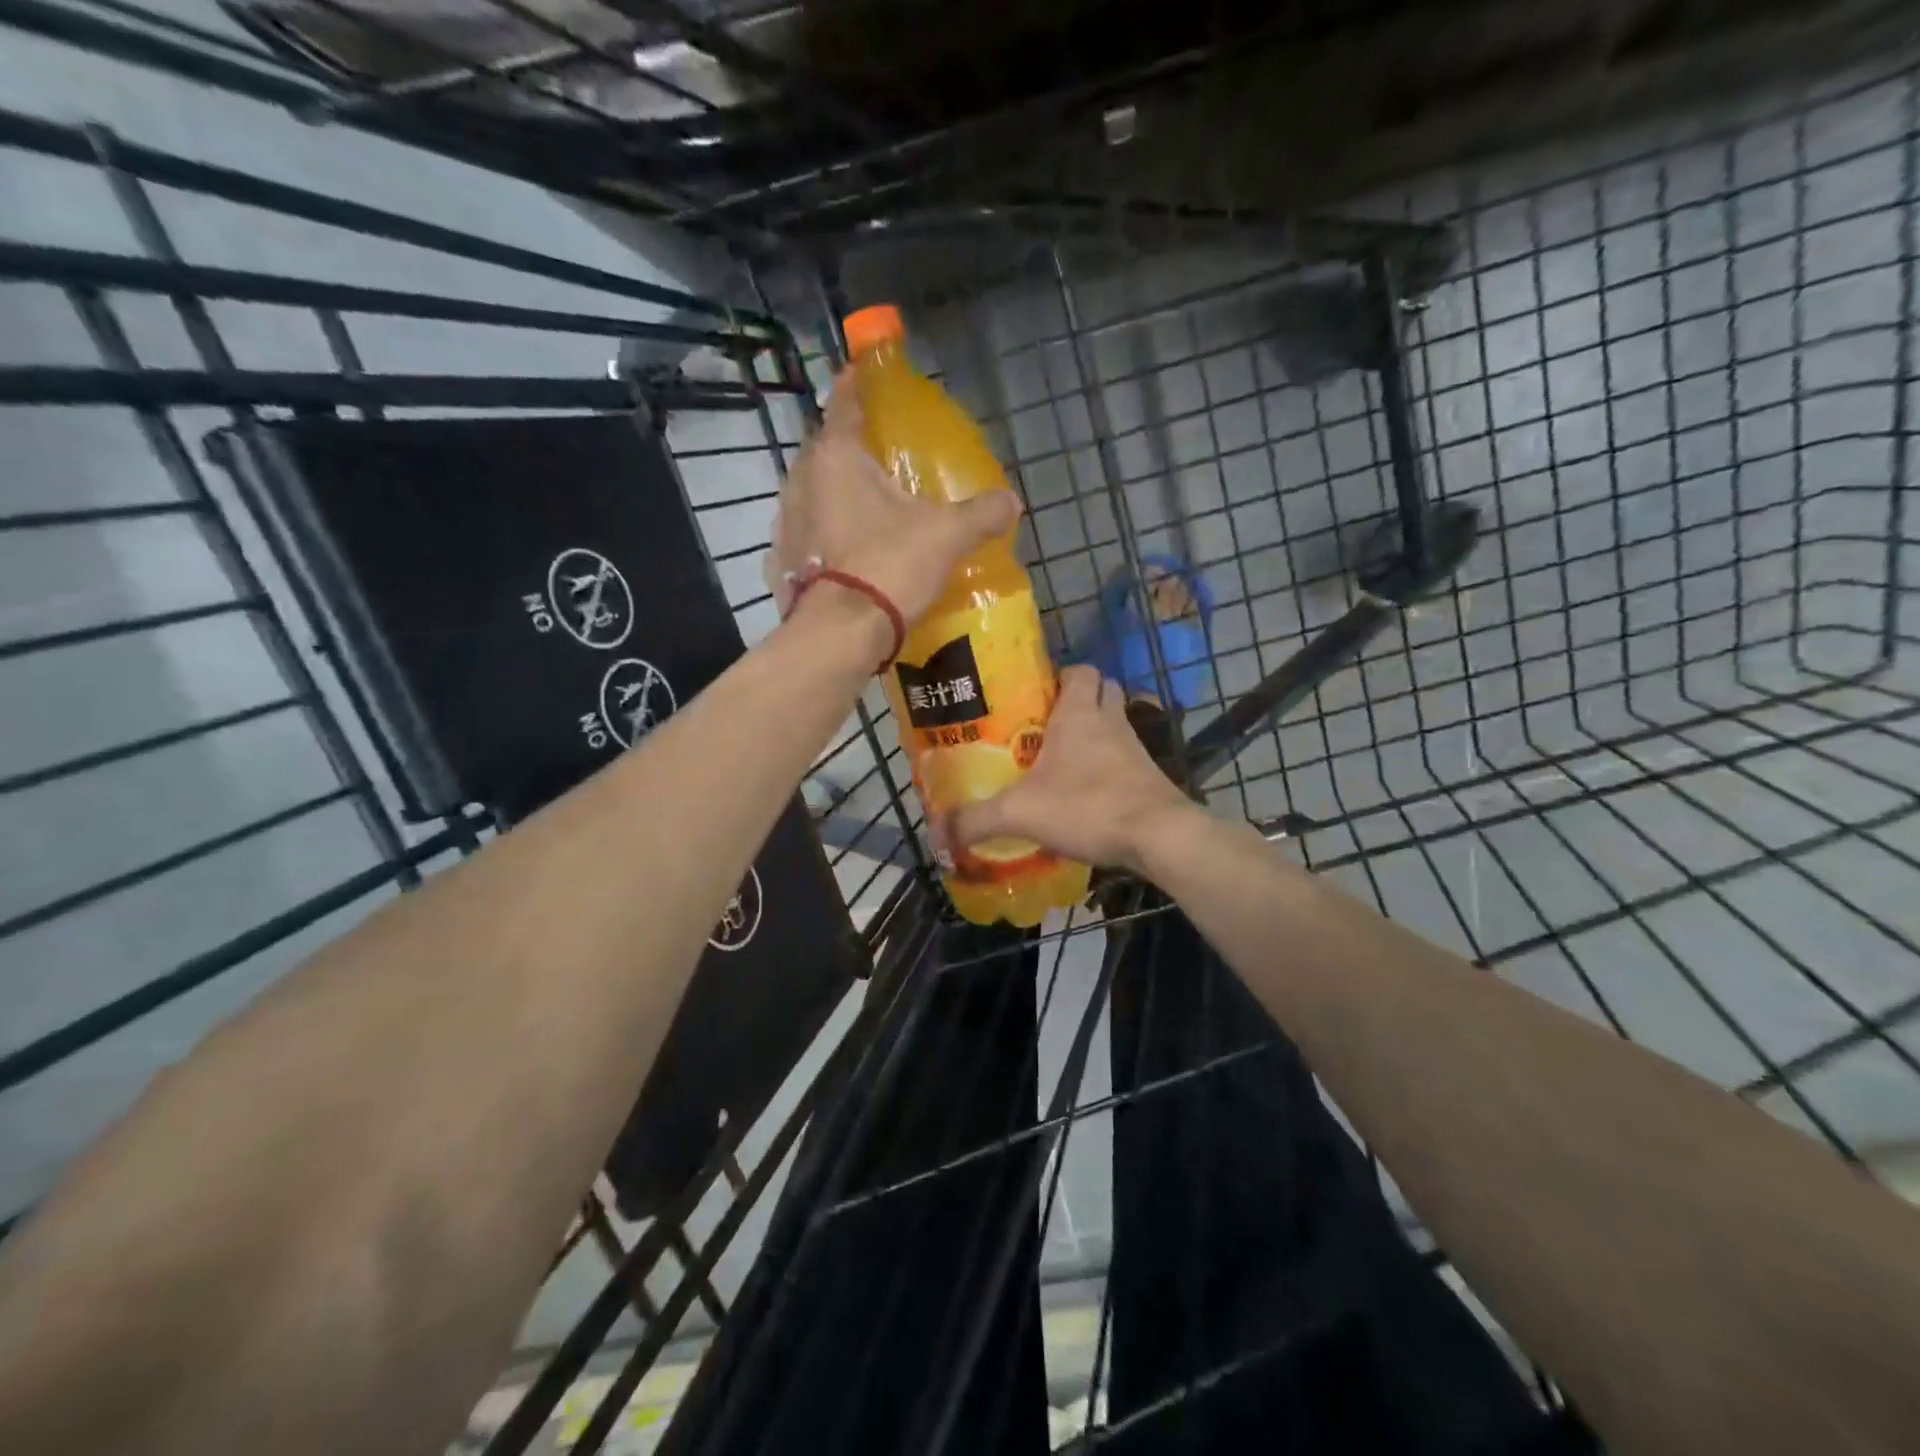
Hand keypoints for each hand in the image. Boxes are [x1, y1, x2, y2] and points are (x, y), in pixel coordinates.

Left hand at [764, 370, 1021, 627]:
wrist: (840, 635)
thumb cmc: (889, 566)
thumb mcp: (946, 536)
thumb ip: (981, 514)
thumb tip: (1011, 503)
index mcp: (836, 458)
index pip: (843, 403)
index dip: (855, 386)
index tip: (860, 374)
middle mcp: (801, 481)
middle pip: (824, 451)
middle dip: (847, 449)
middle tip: (876, 457)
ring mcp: (785, 524)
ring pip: (811, 495)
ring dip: (833, 495)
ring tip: (864, 508)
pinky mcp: (782, 563)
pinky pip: (806, 536)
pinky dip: (823, 536)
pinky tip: (844, 552)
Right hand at [947, 666, 1195, 872]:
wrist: (1158, 837)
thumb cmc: (1087, 807)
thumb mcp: (1020, 814)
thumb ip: (976, 820)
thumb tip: (937, 834)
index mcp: (1079, 714)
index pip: (1080, 670)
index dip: (1061, 674)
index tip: (1037, 693)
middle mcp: (1110, 722)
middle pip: (1103, 690)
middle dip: (1080, 699)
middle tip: (1047, 723)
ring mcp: (1135, 749)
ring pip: (1116, 723)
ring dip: (1096, 732)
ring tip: (1063, 758)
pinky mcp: (1149, 777)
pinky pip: (1127, 758)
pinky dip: (1110, 766)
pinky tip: (1088, 792)